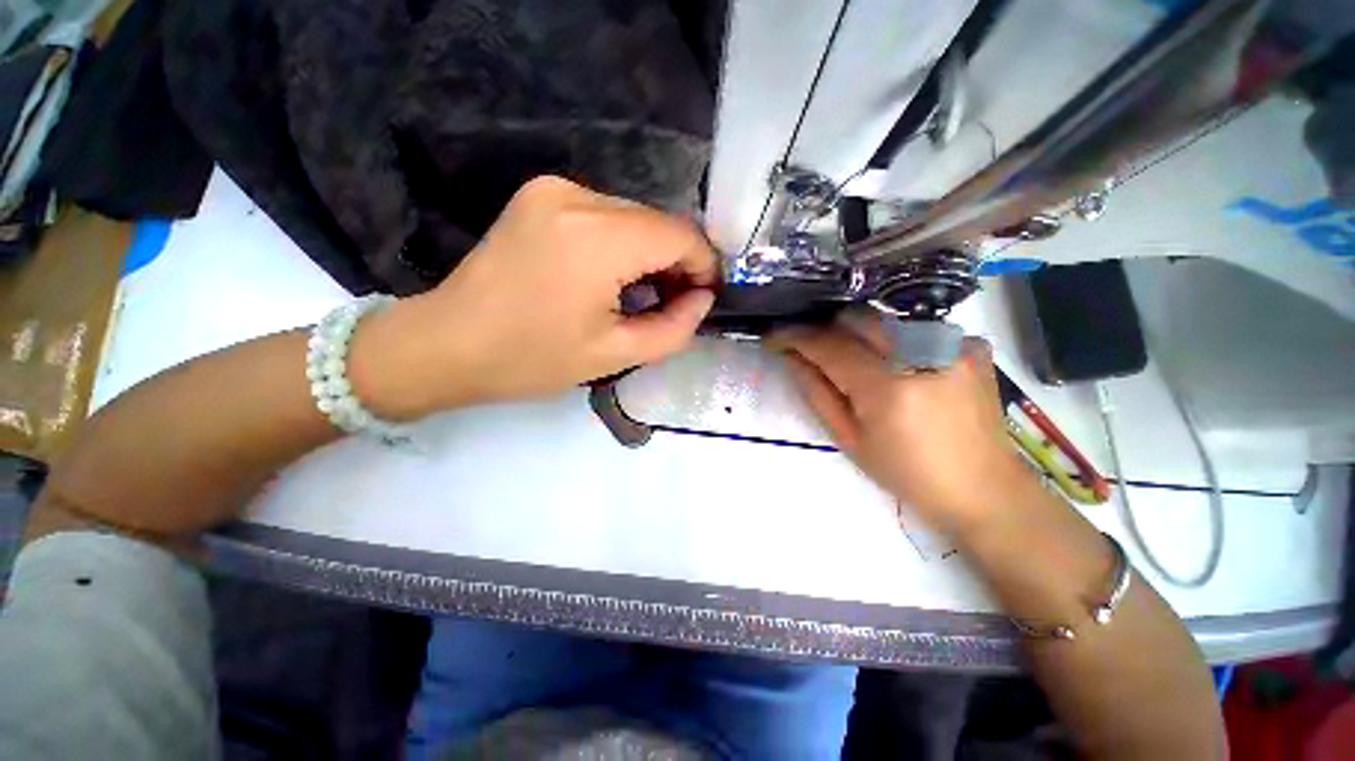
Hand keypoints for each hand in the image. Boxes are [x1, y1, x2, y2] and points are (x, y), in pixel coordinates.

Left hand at [351, 176, 716, 416]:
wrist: (447, 344)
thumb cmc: (531, 358)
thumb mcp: (616, 354)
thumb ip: (674, 327)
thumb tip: (703, 299)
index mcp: (598, 238)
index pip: (681, 235)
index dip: (704, 266)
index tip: (705, 298)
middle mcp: (578, 197)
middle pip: (658, 222)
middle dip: (677, 263)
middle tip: (675, 305)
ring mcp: (556, 190)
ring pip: (635, 218)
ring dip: (650, 255)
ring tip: (644, 296)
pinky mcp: (542, 196)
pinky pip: (606, 216)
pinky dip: (623, 245)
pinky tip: (614, 278)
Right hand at [770, 310, 1036, 537]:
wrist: (983, 489)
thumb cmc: (908, 473)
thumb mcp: (850, 440)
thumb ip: (817, 393)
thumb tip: (792, 359)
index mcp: (887, 387)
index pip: (829, 345)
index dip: (795, 336)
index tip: (774, 337)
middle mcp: (923, 354)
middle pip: (857, 319)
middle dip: (826, 330)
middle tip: (812, 351)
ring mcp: (953, 343)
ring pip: (884, 319)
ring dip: (858, 334)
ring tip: (853, 359)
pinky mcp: (970, 345)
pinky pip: (917, 327)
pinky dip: (896, 340)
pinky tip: (901, 364)